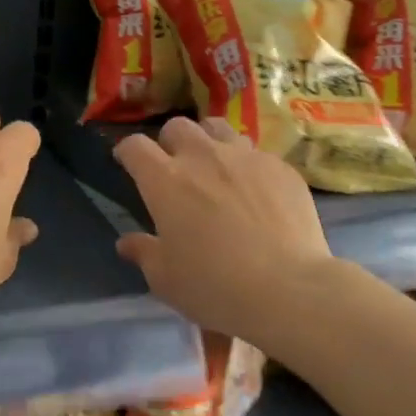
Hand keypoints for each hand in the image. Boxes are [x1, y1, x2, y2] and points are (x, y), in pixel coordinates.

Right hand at [113, 117, 333, 341]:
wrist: (288, 288)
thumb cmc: (215, 287)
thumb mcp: (166, 279)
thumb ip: (144, 253)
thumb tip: (127, 242)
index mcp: (166, 180)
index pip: (135, 146)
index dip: (127, 151)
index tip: (127, 162)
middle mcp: (203, 157)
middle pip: (178, 126)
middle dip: (170, 142)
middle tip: (175, 167)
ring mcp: (246, 157)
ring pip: (219, 129)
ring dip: (209, 143)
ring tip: (215, 168)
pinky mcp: (280, 166)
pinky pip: (256, 153)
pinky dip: (247, 166)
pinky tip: (256, 192)